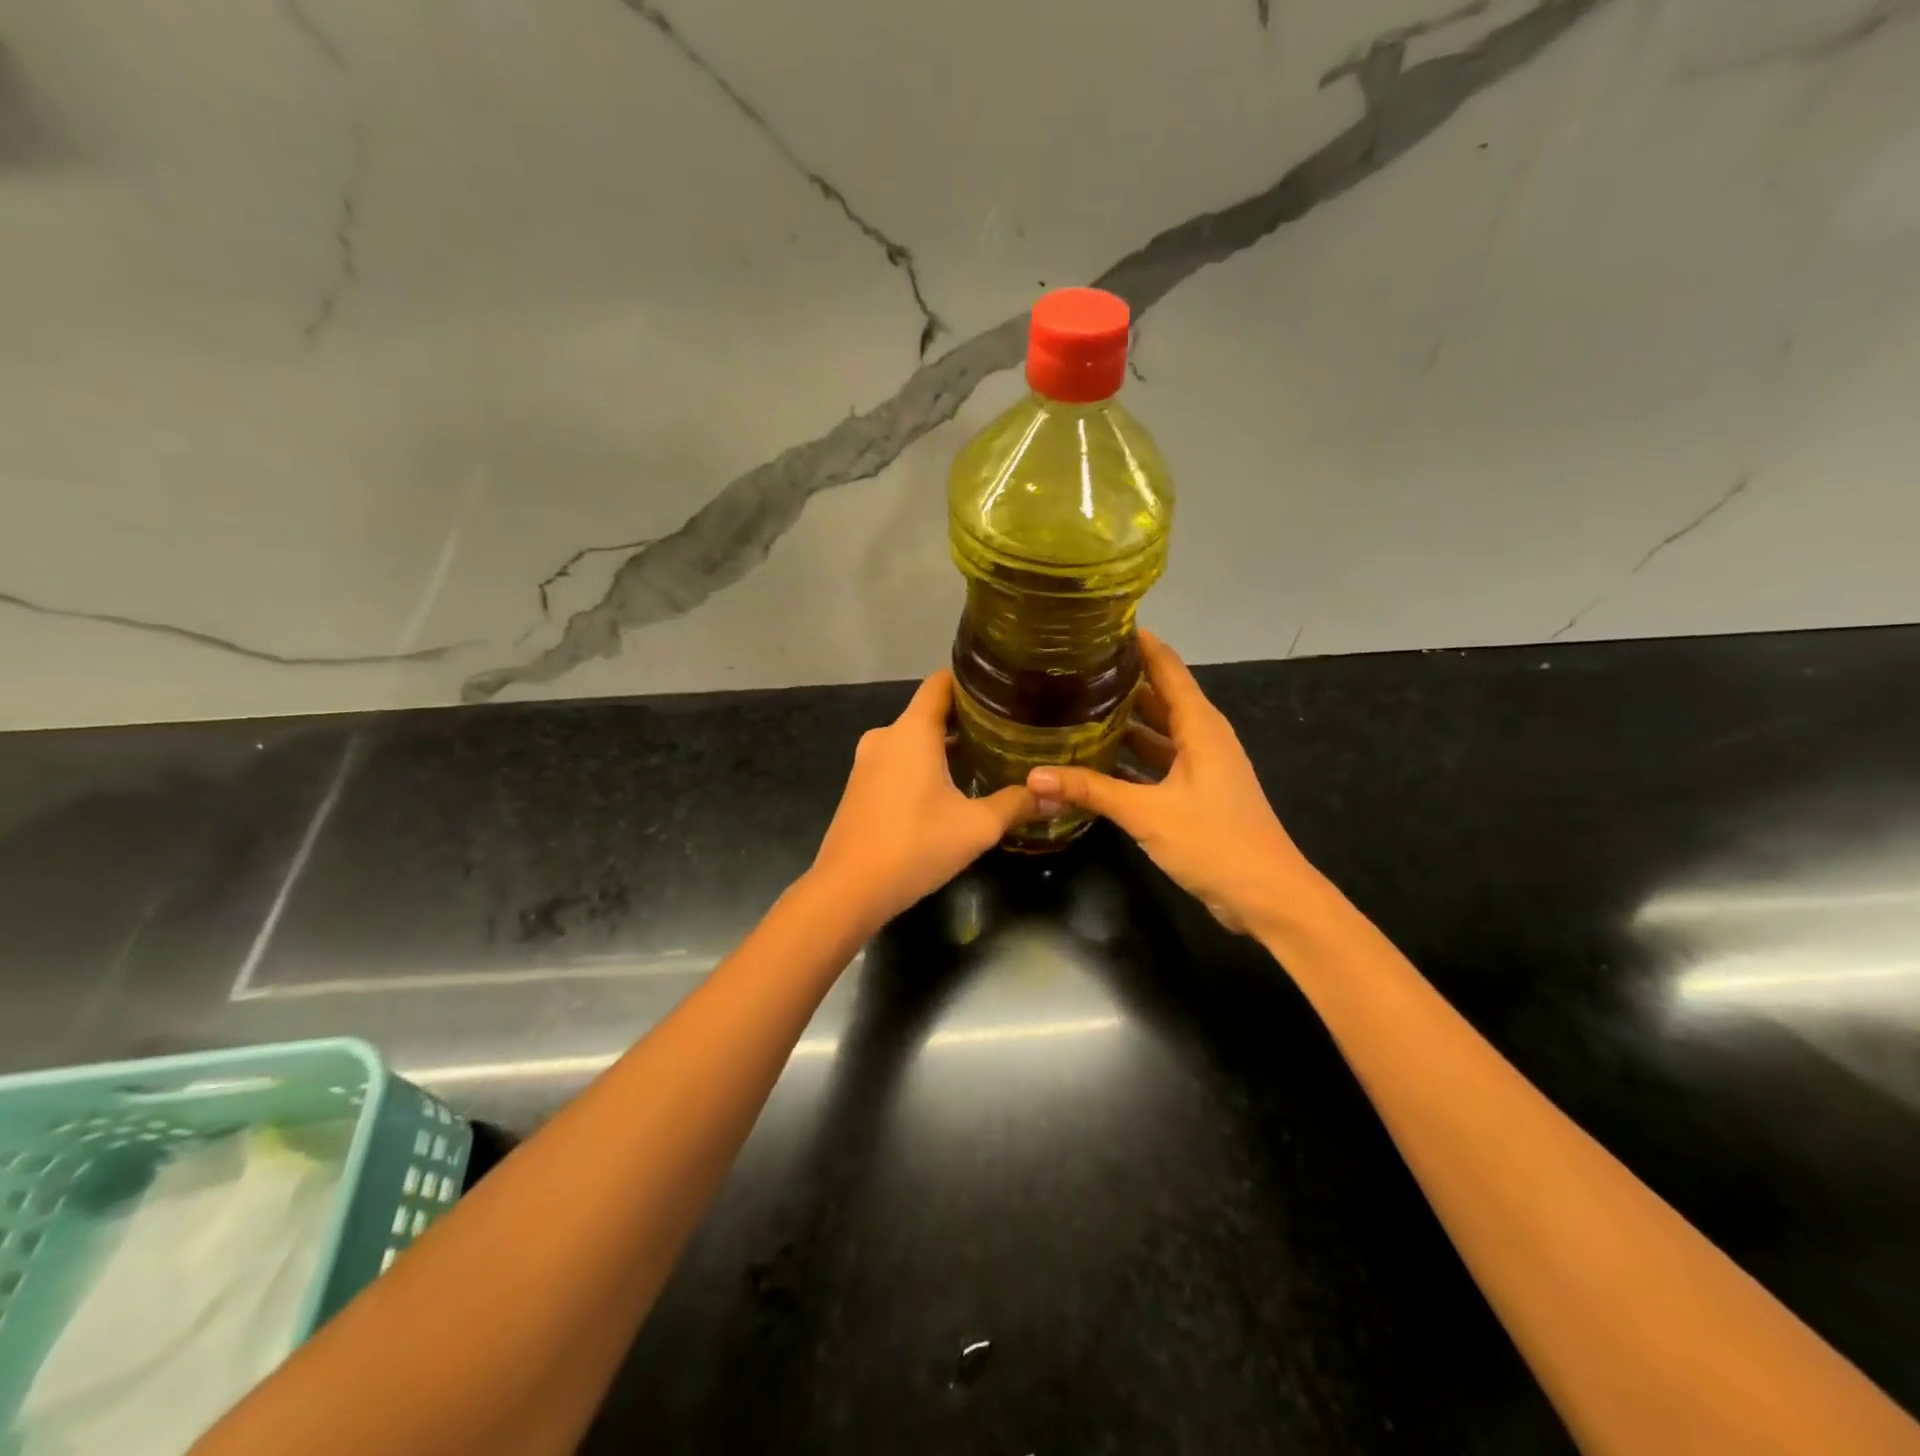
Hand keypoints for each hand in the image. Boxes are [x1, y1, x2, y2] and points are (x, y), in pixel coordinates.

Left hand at [811, 669, 1038, 929]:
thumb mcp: (976, 826)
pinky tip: (952, 786)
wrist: (848, 890)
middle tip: (1009, 728)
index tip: (1006, 688)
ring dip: (946, 745)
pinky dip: (925, 764)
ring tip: (988, 756)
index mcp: (912, 731)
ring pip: (914, 740)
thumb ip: (1017, 805)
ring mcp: (868, 762)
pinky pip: (899, 761)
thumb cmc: (915, 846)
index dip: (973, 681)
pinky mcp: (861, 787)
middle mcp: (886, 736)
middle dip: (968, 718)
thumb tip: (1058, 797)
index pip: (941, 683)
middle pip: (930, 711)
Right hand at [1027, 632, 1320, 933]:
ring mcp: (1201, 767)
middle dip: (1121, 680)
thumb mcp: (1147, 813)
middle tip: (1073, 668)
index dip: (1139, 643)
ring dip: (1124, 722)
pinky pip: (1158, 763)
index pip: (1167, 667)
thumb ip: (1090, 791)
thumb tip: (1033, 777)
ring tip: (1075, 707)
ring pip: (1157, 732)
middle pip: (1159, 696)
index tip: (1101, 624)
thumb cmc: (1214, 842)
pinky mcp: (1196, 794)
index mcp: (1200, 726)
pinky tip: (1095, 762)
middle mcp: (1202, 737)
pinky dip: (1131, 760)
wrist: (1267, 896)